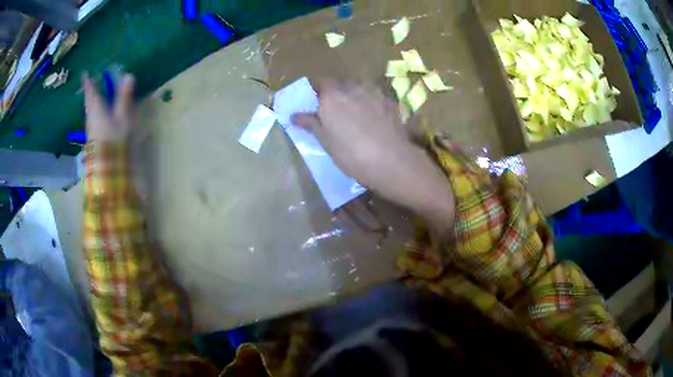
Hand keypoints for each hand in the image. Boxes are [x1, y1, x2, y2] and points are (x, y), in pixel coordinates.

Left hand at [82, 73, 135, 142]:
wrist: (107, 167)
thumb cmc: (114, 139)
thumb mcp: (122, 117)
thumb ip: (124, 97)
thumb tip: (128, 75)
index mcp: (96, 108)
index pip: (91, 91)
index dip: (88, 82)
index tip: (85, 73)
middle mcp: (90, 116)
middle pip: (89, 100)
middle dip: (91, 91)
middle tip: (92, 82)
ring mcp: (91, 127)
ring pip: (91, 109)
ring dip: (94, 100)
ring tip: (99, 94)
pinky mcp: (93, 136)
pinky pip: (94, 117)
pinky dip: (96, 110)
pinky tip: (102, 111)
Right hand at [292, 81, 454, 231]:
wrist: (391, 161)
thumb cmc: (351, 154)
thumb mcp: (326, 141)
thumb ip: (311, 124)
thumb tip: (293, 116)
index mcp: (332, 96)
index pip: (321, 83)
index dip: (319, 93)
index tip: (318, 105)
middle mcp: (352, 87)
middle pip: (341, 83)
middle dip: (337, 92)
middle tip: (336, 111)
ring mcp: (374, 92)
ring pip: (360, 87)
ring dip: (355, 94)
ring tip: (357, 113)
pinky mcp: (390, 101)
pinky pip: (375, 95)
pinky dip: (371, 102)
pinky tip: (374, 118)